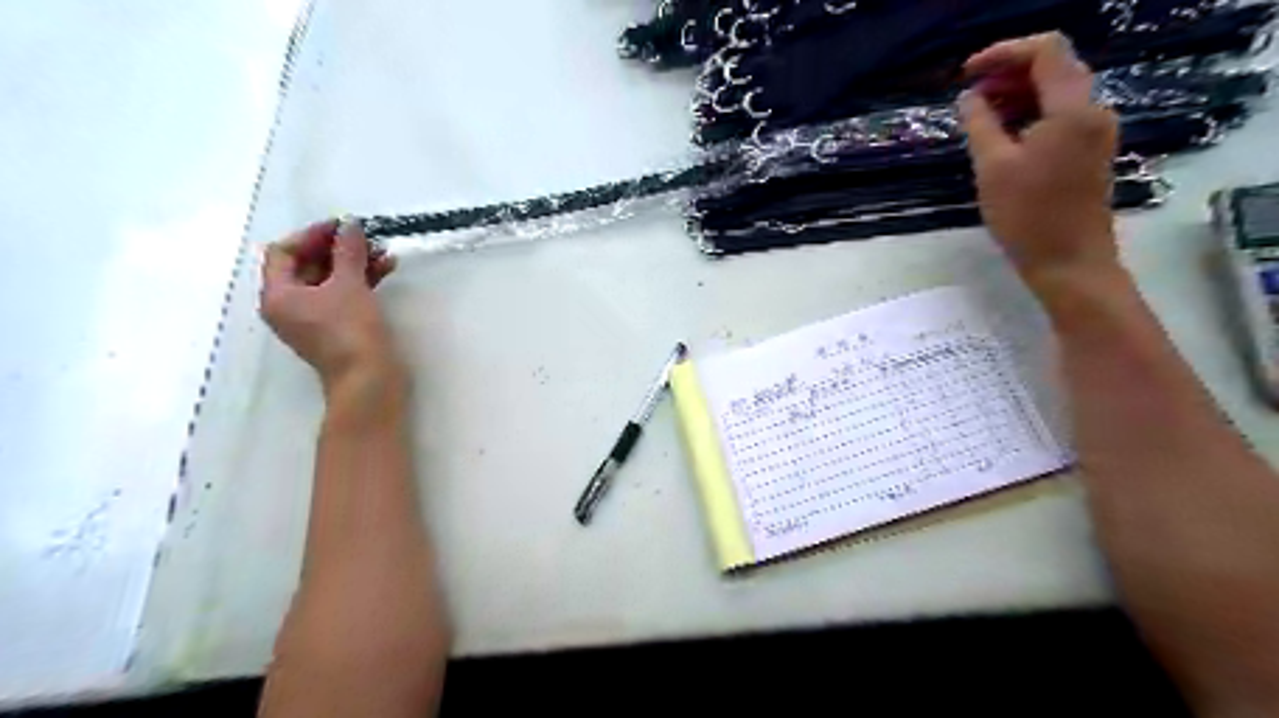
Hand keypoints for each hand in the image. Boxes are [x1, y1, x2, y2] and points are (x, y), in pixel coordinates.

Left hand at [258, 217, 396, 392]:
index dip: (312, 235)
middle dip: (338, 248)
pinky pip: (344, 295)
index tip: (342, 225)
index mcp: (278, 295)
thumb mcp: (349, 285)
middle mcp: (290, 306)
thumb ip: (348, 251)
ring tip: (383, 252)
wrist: (370, 379)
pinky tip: (386, 269)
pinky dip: (362, 280)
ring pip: (330, 280)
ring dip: (354, 263)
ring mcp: (314, 319)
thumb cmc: (351, 330)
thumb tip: (350, 225)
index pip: (284, 252)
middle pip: (308, 265)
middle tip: (366, 237)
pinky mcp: (338, 328)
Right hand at [960, 30, 1122, 285]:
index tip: (966, 74)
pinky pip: (1061, 115)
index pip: (1045, 51)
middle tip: (969, 98)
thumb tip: (969, 97)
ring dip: (1018, 95)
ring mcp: (1095, 130)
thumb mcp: (992, 168)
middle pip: (1054, 67)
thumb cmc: (1027, 217)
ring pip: (1057, 92)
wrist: (1070, 261)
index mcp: (1071, 109)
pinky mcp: (1090, 150)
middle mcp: (1092, 110)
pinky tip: (1003, 136)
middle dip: (1009, 74)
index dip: (1003, 52)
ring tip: (979, 118)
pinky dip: (1031, 114)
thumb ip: (980, 125)